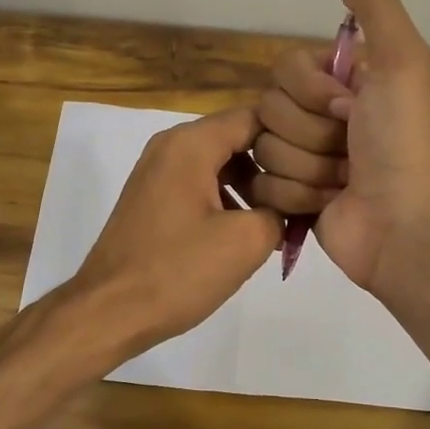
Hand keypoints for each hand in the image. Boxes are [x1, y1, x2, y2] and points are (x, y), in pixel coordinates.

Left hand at [71, 106, 281, 357]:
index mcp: (191, 143)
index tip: (320, 161)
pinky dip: (226, 197)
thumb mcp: (246, 242)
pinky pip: (199, 182)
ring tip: (280, 215)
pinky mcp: (151, 197)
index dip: (292, 136)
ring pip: (218, 161)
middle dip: (273, 162)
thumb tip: (289, 205)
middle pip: (236, 137)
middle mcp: (170, 145)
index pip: (255, 117)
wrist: (109, 311)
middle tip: (306, 191)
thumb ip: (280, 210)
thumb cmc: (177, 271)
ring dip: (251, 183)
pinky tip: (245, 230)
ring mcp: (156, 171)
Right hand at [251, 0, 429, 294]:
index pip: (284, 69)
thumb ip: (373, 5)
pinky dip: (296, 196)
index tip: (349, 108)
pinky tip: (327, 204)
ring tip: (343, 181)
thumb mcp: (402, 61)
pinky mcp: (289, 198)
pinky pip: (261, 184)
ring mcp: (303, 159)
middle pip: (268, 109)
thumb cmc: (402, 142)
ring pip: (263, 149)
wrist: (402, 226)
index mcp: (342, 84)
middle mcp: (319, 117)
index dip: (311, 91)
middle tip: (349, 148)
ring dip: (308, 167)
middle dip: (311, 133)